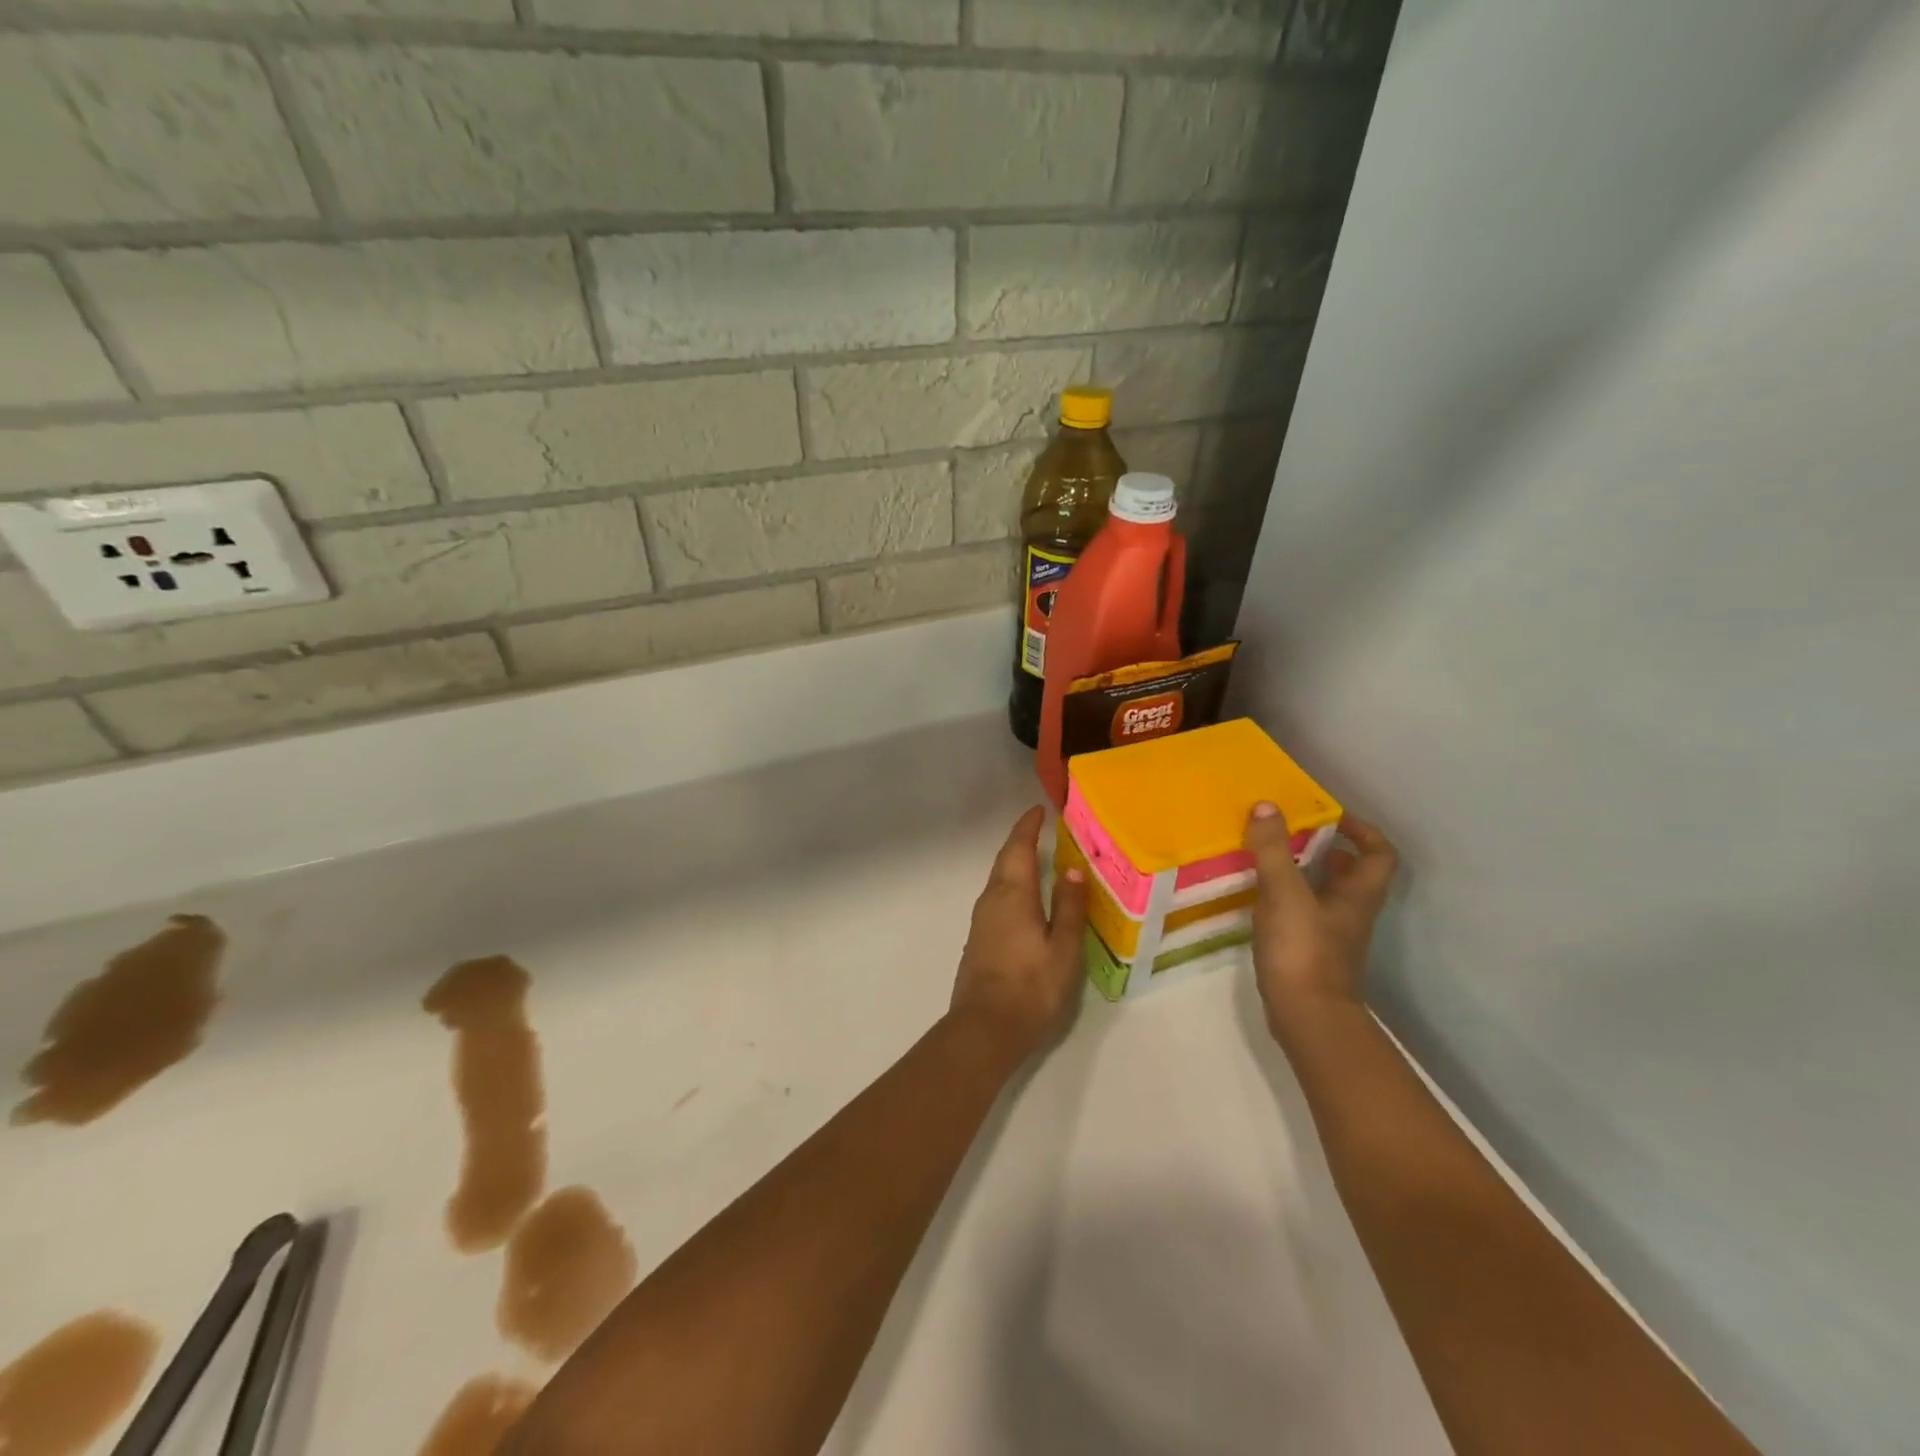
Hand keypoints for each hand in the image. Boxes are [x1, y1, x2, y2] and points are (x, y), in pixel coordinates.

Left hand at [949, 807, 1089, 1061]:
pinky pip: (996, 899)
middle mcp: (991, 900)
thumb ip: (1069, 907)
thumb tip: (1072, 869)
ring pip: (998, 881)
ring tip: (1037, 861)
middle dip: (1020, 842)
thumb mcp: (1063, 947)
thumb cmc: (1031, 986)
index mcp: (1012, 895)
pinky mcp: (978, 940)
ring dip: (1014, 864)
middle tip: (1039, 829)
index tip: (1038, 810)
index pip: (1018, 848)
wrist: (985, 1028)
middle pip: (1004, 861)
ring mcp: (981, 921)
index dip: (1027, 827)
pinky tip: (1025, 900)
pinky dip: (1011, 887)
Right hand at [1243, 805, 1397, 1041]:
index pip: (1378, 854)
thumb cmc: (1303, 951)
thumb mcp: (1285, 893)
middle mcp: (1351, 912)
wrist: (1306, 1016)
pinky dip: (1289, 898)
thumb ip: (1273, 850)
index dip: (1362, 830)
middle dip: (1328, 849)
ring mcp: (1332, 935)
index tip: (1331, 815)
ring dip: (1305, 872)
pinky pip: (1305, 913)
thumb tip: (1267, 805)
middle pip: (1353, 873)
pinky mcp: (1310, 952)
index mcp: (1357, 894)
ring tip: (1271, 858)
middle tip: (1293, 833)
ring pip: (1327, 893)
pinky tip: (1261, 895)